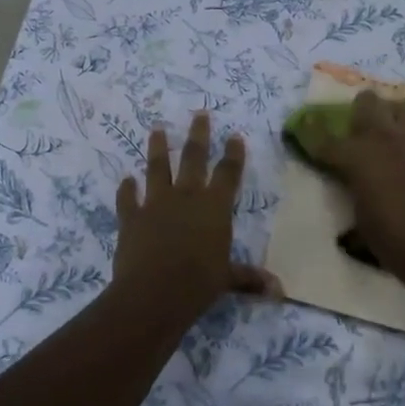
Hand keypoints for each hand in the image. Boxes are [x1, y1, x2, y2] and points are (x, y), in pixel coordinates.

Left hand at [113, 113, 278, 317]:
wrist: (153, 292)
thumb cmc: (198, 283)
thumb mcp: (227, 279)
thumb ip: (249, 278)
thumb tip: (279, 291)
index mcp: (214, 207)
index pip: (228, 173)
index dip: (233, 154)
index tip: (234, 135)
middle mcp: (186, 197)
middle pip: (193, 158)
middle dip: (198, 134)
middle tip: (199, 113)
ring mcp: (155, 204)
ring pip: (157, 168)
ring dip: (157, 147)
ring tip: (156, 128)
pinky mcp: (131, 217)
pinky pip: (127, 199)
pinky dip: (126, 189)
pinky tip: (125, 180)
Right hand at [305, 90, 404, 276]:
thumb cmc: (389, 238)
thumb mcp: (359, 216)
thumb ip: (355, 191)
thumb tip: (356, 190)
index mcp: (355, 156)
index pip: (325, 139)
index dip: (312, 131)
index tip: (305, 124)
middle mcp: (383, 139)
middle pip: (367, 101)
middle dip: (362, 109)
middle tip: (361, 126)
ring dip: (401, 114)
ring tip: (397, 131)